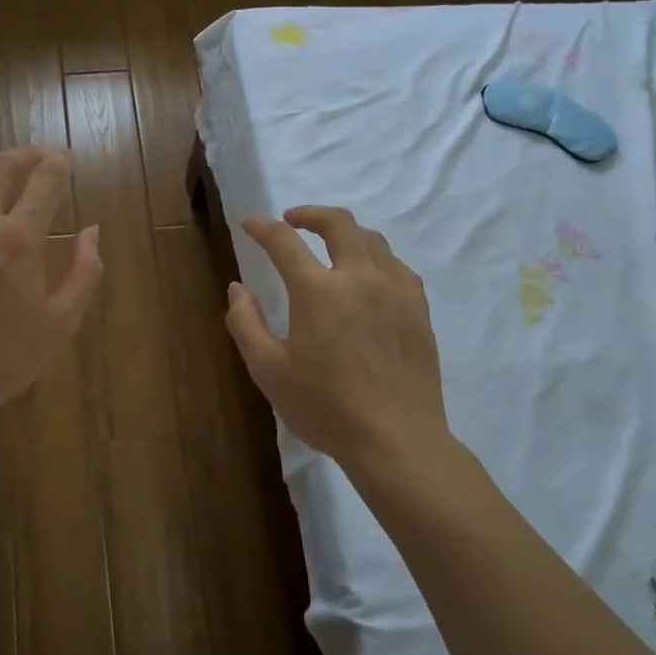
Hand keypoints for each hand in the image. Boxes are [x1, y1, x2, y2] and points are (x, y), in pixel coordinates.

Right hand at [225, 206, 451, 470]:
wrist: (396, 439)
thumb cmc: (325, 407)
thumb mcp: (268, 371)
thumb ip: (246, 324)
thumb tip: (237, 288)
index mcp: (317, 291)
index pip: (284, 241)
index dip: (262, 227)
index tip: (249, 224)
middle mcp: (359, 278)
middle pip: (339, 224)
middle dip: (311, 214)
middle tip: (292, 220)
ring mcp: (395, 291)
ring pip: (373, 240)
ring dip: (345, 233)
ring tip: (329, 245)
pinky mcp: (418, 310)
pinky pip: (398, 266)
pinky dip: (376, 258)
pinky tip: (368, 275)